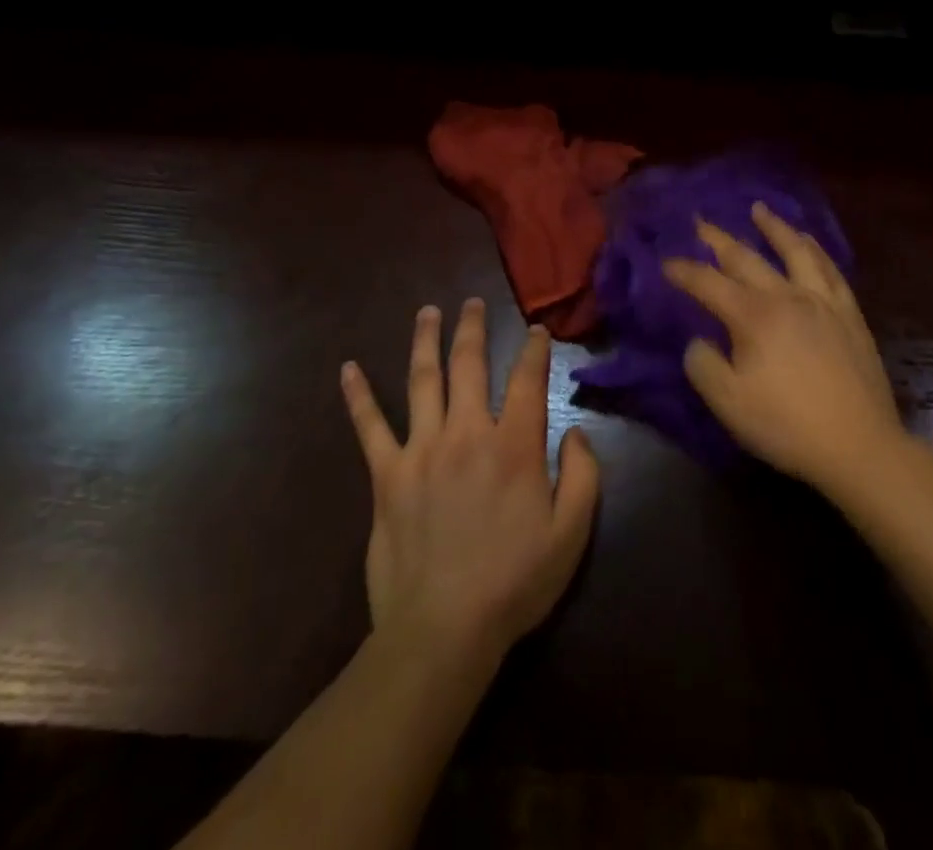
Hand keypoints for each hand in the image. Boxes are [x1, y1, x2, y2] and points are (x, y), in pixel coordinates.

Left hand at [340, 300, 600, 662]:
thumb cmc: (514, 582)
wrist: (444, 630)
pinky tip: (348, 369)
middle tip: (472, 302)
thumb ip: (584, 476)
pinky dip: (359, 396)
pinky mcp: (387, 475)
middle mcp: (467, 433)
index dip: (534, 350)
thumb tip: (576, 433)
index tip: (536, 331)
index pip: (528, 381)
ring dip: (426, 341)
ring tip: (427, 312)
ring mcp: (422, 449)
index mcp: (514, 446)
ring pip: (423, 380)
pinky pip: (370, 427)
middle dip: (472, 328)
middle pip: (469, 365)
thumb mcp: (572, 535)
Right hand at [665, 202, 902, 491]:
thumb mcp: (728, 402)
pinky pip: (830, 270)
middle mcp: (787, 297)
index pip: (709, 284)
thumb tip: (699, 341)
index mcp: (754, 316)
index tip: (665, 262)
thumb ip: (703, 365)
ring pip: (795, 252)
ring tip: (760, 210)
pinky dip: (815, 250)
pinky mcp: (849, 315)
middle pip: (746, 258)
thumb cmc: (787, 425)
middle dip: (718, 239)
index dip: (683, 271)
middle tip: (700, 222)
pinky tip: (809, 243)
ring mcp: (822, 302)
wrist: (859, 446)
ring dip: (774, 228)